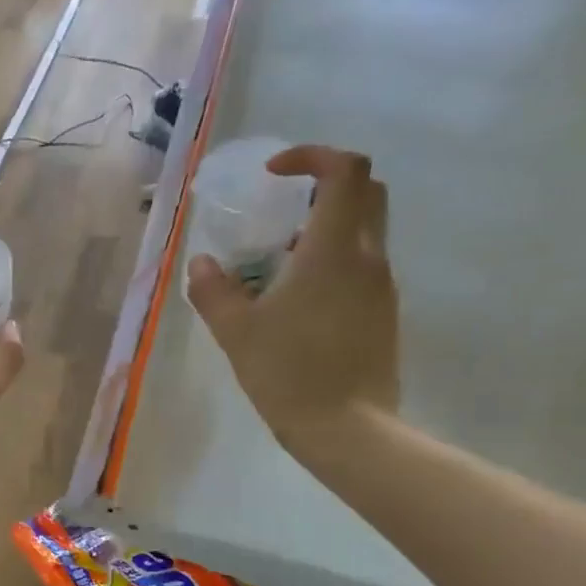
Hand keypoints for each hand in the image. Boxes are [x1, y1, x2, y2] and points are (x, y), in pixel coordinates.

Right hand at [186, 144, 397, 440]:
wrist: (346, 429)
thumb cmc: (288, 373)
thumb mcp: (236, 332)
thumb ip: (214, 290)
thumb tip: (201, 263)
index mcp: (333, 250)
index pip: (344, 171)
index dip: (312, 156)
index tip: (275, 173)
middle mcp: (367, 257)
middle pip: (366, 191)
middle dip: (325, 185)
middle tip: (283, 208)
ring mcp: (381, 286)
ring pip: (365, 230)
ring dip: (327, 227)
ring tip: (281, 261)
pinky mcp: (384, 313)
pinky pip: (362, 266)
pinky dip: (334, 260)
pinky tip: (299, 299)